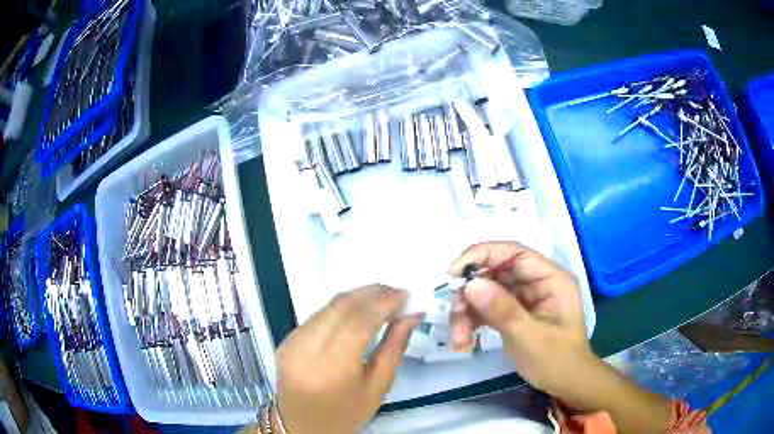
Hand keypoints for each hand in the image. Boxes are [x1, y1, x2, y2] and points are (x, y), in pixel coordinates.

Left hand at [275, 285, 422, 433]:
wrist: (302, 425)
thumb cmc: (346, 414)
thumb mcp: (378, 388)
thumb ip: (394, 348)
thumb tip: (412, 315)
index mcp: (332, 369)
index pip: (358, 322)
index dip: (384, 302)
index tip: (406, 294)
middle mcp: (307, 349)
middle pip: (341, 306)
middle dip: (372, 293)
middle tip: (397, 293)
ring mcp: (292, 342)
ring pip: (328, 306)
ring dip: (357, 297)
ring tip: (382, 299)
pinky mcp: (286, 338)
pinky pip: (318, 314)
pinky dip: (341, 308)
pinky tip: (358, 312)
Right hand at [449, 241, 593, 398]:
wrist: (565, 383)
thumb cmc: (557, 361)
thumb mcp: (531, 338)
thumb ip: (504, 311)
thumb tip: (471, 284)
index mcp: (550, 279)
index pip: (514, 253)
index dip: (483, 255)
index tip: (455, 273)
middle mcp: (536, 282)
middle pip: (495, 272)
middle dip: (470, 292)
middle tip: (455, 313)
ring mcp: (523, 297)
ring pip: (485, 291)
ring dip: (467, 312)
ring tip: (459, 338)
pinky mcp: (513, 312)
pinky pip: (485, 308)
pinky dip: (471, 322)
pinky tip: (464, 341)